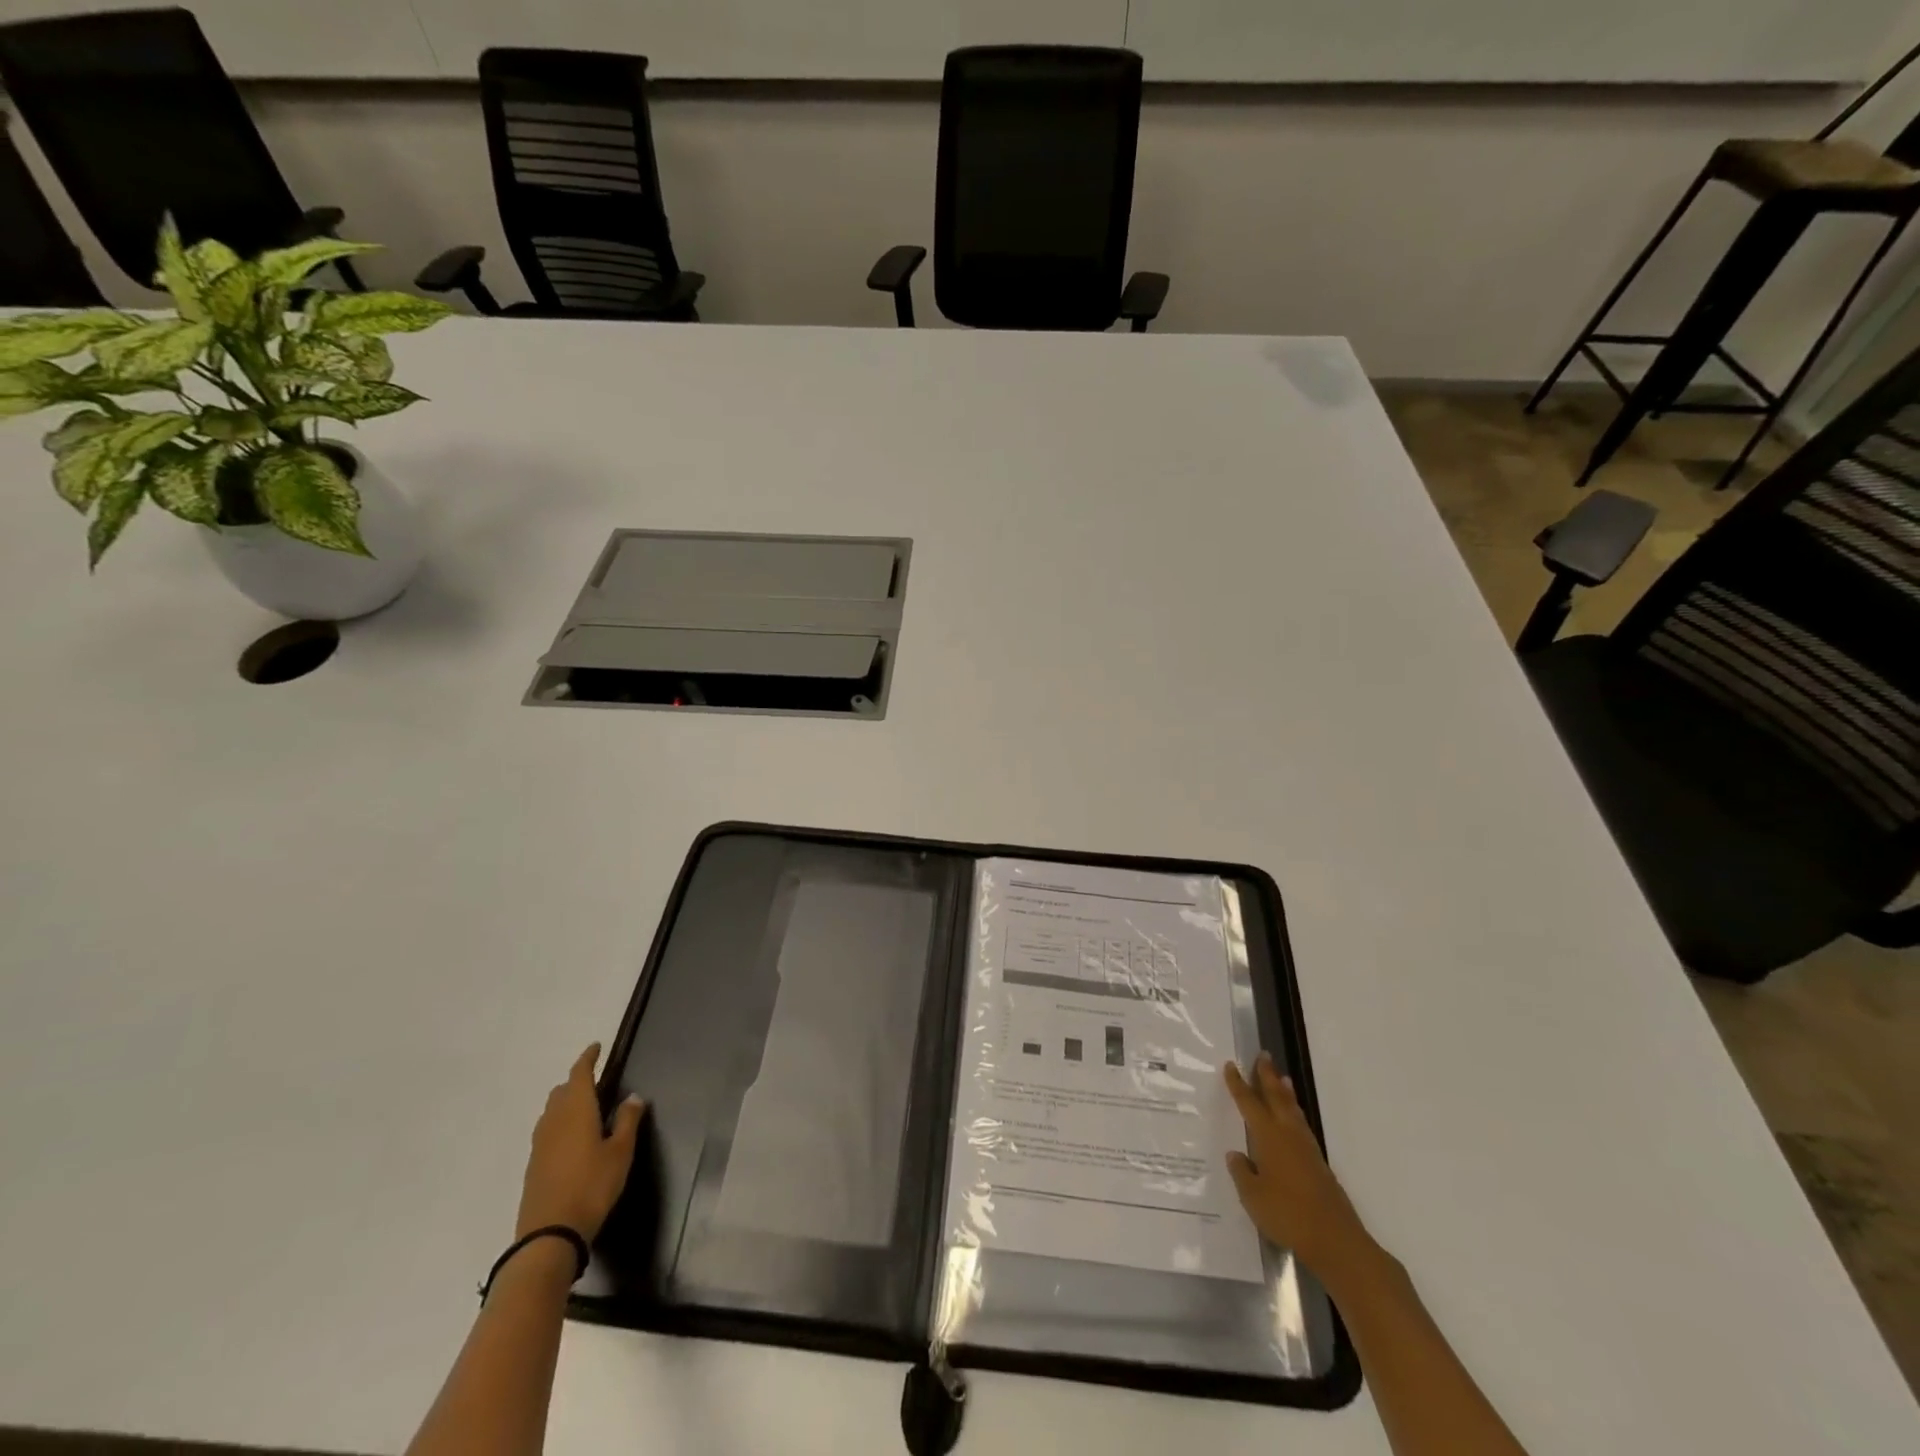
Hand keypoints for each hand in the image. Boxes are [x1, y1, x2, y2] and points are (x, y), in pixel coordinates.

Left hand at [516, 1043, 644, 1242]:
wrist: (549, 1234)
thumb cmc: (592, 1185)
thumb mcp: (620, 1152)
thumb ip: (628, 1121)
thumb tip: (633, 1096)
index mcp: (576, 1109)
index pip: (580, 1073)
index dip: (588, 1058)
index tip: (596, 1047)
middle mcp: (554, 1120)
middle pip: (561, 1091)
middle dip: (576, 1081)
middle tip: (596, 1081)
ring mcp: (540, 1144)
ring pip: (551, 1111)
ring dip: (566, 1103)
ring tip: (585, 1109)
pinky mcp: (533, 1165)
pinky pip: (547, 1131)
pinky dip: (559, 1125)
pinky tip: (572, 1140)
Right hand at [1224, 1053, 1377, 1287]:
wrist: (1335, 1240)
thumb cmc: (1287, 1215)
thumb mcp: (1253, 1197)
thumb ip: (1242, 1173)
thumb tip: (1236, 1155)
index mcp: (1268, 1137)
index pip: (1249, 1103)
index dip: (1239, 1084)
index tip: (1231, 1065)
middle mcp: (1288, 1135)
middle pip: (1276, 1098)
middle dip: (1267, 1076)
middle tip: (1263, 1055)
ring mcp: (1307, 1149)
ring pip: (1293, 1110)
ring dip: (1285, 1092)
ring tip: (1281, 1078)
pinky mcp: (1319, 1165)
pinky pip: (1302, 1126)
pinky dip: (1295, 1113)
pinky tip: (1293, 1120)